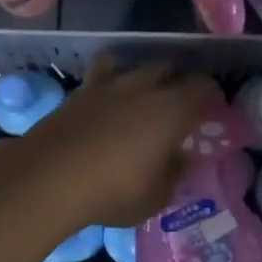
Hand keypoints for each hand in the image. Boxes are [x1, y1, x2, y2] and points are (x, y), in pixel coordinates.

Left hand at [13, 57, 222, 228]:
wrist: (48, 178)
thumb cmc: (113, 191)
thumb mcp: (156, 196)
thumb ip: (175, 173)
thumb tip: (183, 157)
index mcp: (172, 110)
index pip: (202, 87)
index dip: (211, 94)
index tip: (213, 107)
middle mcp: (143, 87)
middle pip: (169, 68)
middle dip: (179, 79)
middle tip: (181, 100)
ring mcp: (108, 85)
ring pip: (134, 66)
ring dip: (145, 75)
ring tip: (145, 93)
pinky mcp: (79, 92)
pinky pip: (102, 73)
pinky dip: (111, 80)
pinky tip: (109, 97)